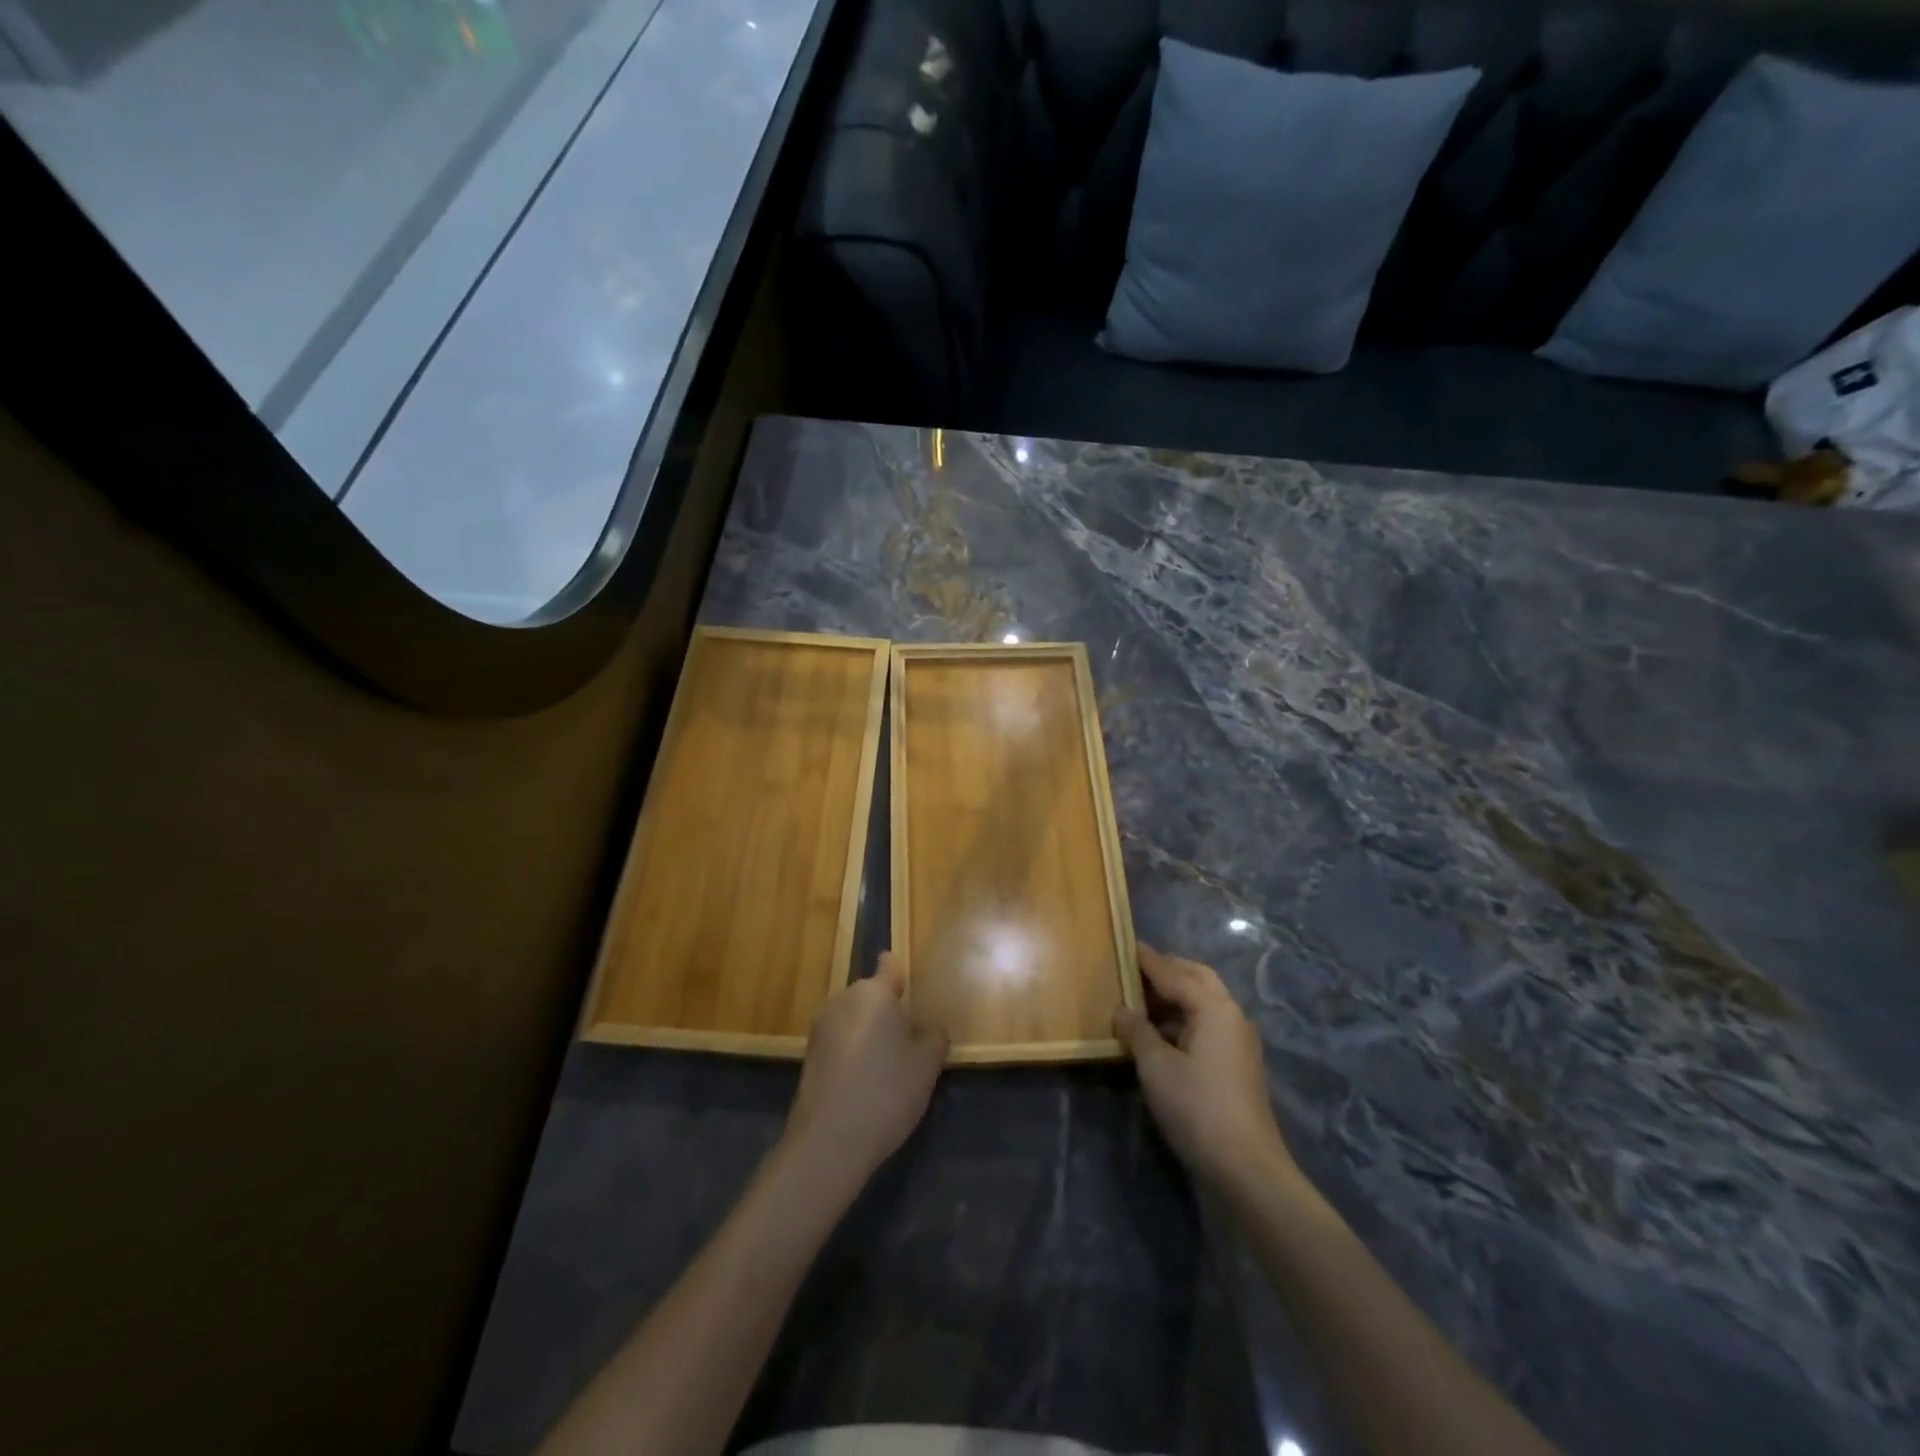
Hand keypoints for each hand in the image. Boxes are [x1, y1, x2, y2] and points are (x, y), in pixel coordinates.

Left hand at [784, 952, 946, 1186]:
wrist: (828, 1143)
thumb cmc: (886, 1093)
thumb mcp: (926, 1067)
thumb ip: (934, 1038)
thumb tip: (932, 1029)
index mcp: (874, 994)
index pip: (889, 966)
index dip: (901, 973)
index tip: (911, 986)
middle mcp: (843, 999)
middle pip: (871, 994)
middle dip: (887, 1008)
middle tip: (909, 1035)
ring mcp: (821, 1027)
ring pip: (853, 1017)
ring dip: (868, 1030)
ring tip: (888, 1062)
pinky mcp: (808, 1054)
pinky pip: (839, 1039)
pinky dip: (852, 1049)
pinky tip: (865, 1079)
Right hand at [1114, 944, 1297, 1194]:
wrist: (1246, 1168)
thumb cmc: (1197, 1107)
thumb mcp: (1156, 1066)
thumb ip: (1137, 1031)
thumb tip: (1123, 1010)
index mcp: (1214, 1008)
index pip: (1175, 973)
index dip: (1148, 960)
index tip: (1126, 944)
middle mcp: (1231, 1016)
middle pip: (1197, 979)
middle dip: (1168, 970)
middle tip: (1135, 968)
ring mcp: (1237, 1042)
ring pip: (1203, 1003)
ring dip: (1174, 996)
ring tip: (1140, 999)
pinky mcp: (1236, 1065)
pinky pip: (1206, 1025)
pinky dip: (1182, 1019)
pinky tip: (1159, 1033)